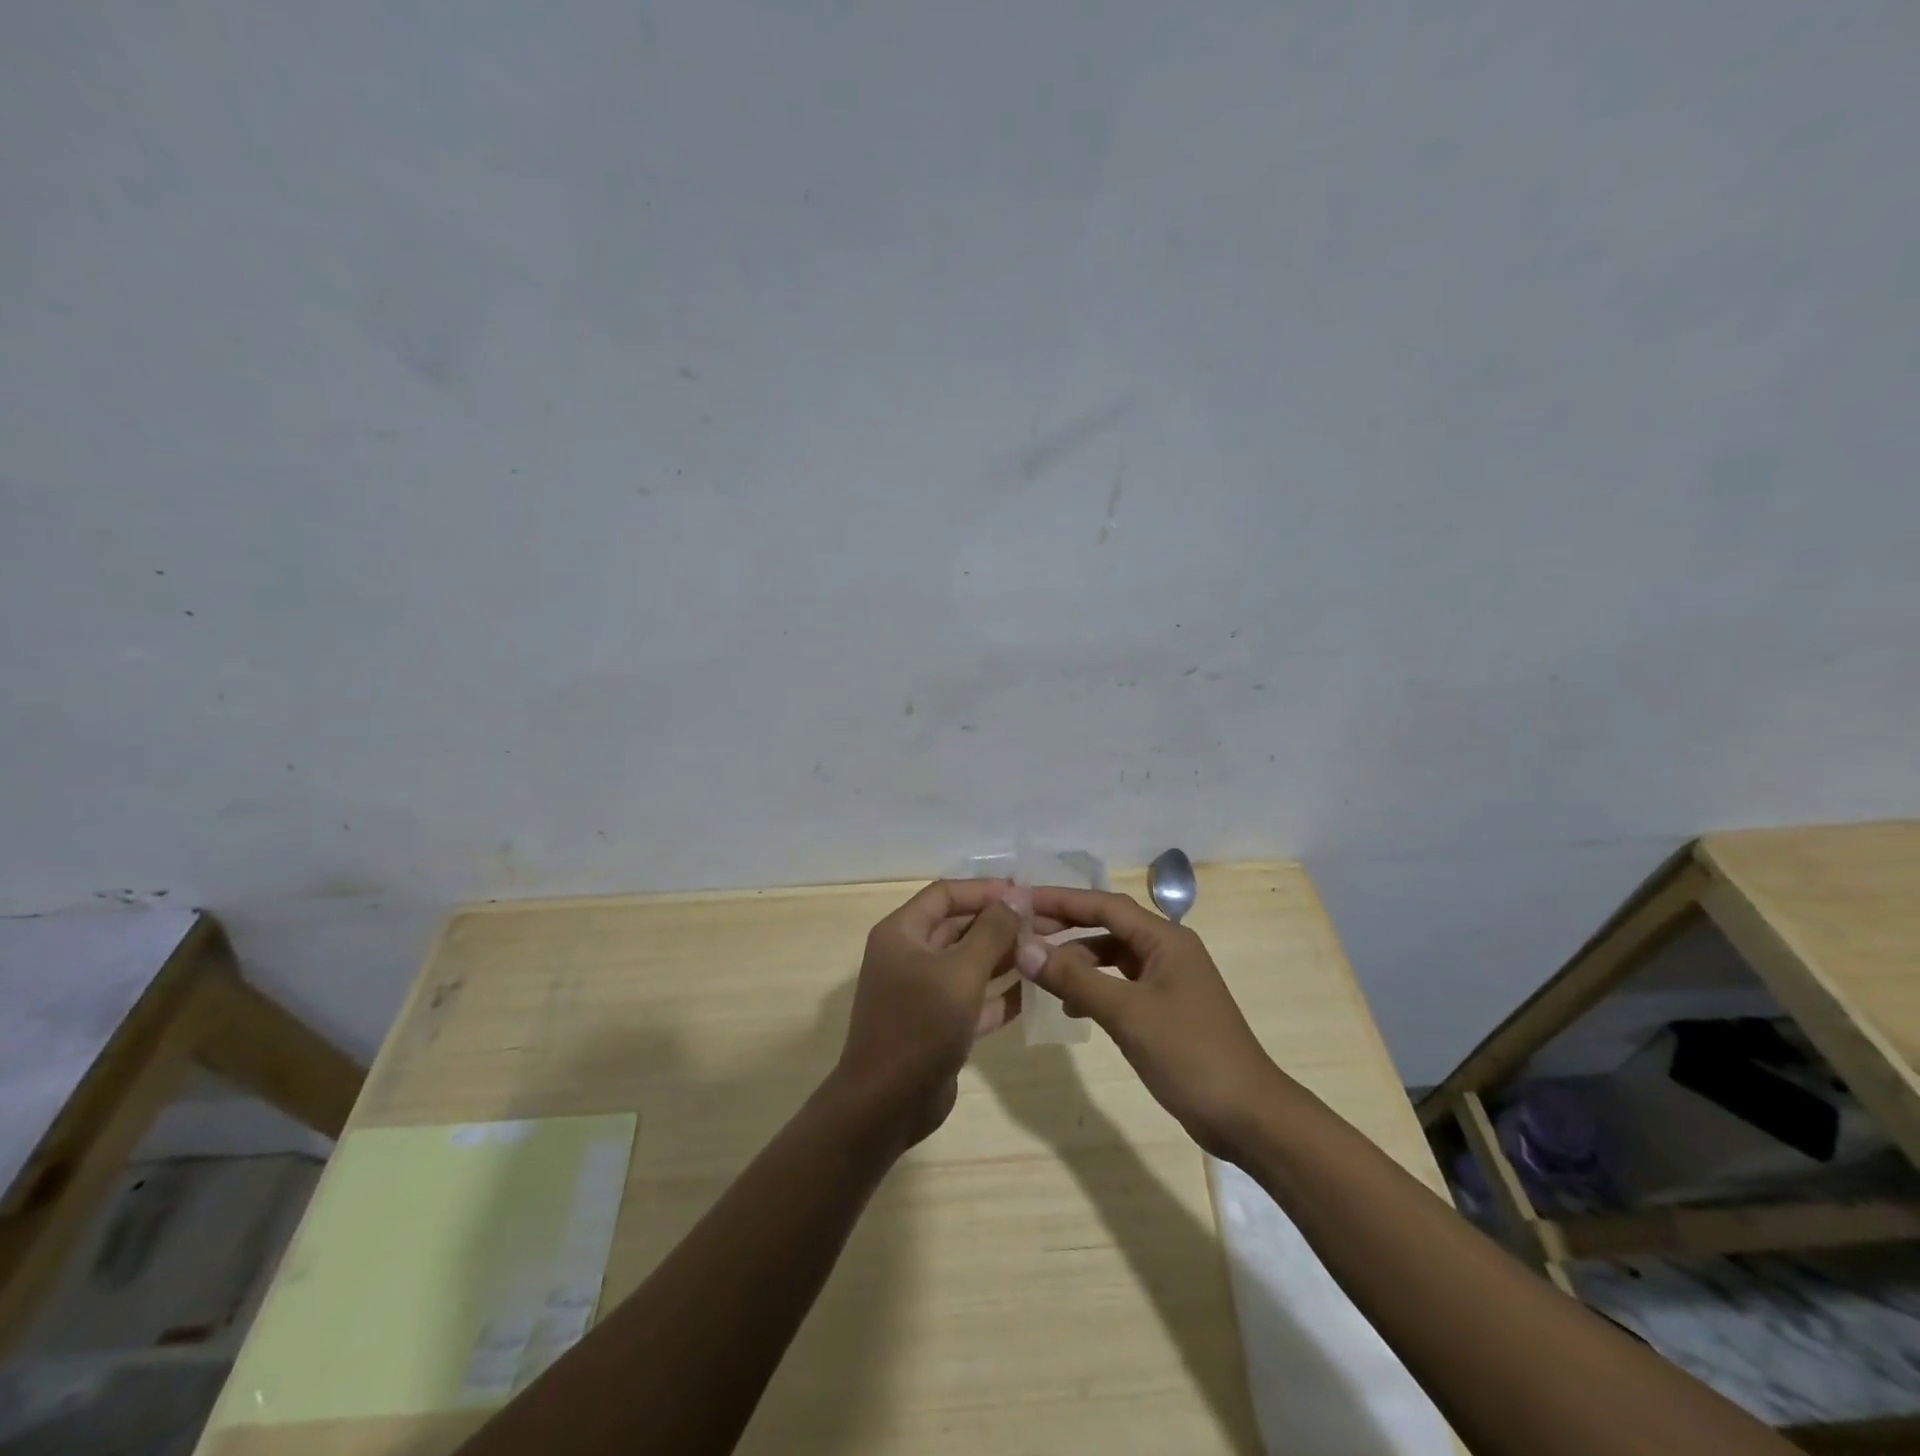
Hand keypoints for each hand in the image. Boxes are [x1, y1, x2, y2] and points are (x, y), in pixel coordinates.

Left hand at [833, 880, 1022, 1147]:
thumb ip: (992, 931)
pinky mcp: (938, 1024)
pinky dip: (1000, 994)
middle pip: (960, 927)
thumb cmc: (920, 1026)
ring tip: (1049, 952)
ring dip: (1006, 957)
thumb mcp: (961, 972)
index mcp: (902, 933)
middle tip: (1048, 924)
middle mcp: (909, 955)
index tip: (1026, 892)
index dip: (985, 890)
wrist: (886, 1105)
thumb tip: (1017, 895)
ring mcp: (923, 992)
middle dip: (1002, 924)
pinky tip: (1037, 992)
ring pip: (969, 963)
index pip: (946, 894)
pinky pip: (973, 998)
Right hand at [1022, 887, 1279, 1158]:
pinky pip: (1120, 984)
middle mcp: (1166, 949)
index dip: (1060, 899)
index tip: (1019, 901)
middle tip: (1021, 933)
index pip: (1103, 904)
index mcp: (1165, 938)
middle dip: (1065, 927)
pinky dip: (1094, 988)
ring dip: (1077, 960)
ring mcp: (1167, 980)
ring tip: (1040, 973)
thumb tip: (1024, 948)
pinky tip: (1073, 1007)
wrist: (1249, 1116)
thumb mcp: (1127, 1014)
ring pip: (1112, 956)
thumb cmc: (1190, 1054)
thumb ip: (1074, 978)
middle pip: (1106, 925)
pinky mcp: (1165, 1008)